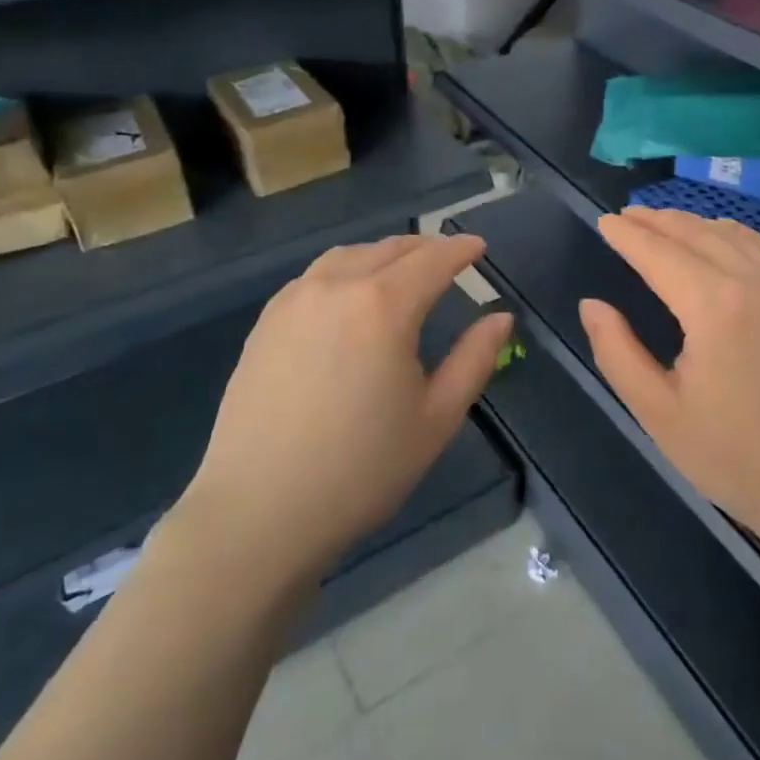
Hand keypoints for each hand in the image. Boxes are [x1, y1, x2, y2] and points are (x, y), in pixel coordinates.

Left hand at [180, 234, 512, 581]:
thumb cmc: (361, 470)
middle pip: (389, 250)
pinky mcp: (266, 322)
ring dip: (383, 255)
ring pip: (348, 256)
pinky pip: (315, 276)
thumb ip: (474, 359)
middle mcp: (336, 287)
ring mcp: (294, 301)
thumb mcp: (436, 418)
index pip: (432, 260)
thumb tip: (500, 318)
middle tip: (448, 257)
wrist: (258, 512)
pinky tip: (350, 295)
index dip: (460, 250)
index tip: (479, 247)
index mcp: (383, 307)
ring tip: (401, 270)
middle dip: (424, 248)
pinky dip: (345, 270)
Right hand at [578, 208, 759, 562]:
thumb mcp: (660, 413)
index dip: (627, 235)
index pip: (659, 253)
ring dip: (693, 222)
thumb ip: (618, 352)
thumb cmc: (737, 458)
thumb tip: (592, 305)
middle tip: (627, 215)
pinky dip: (733, 233)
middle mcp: (754, 280)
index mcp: (713, 305)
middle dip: (657, 221)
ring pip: (733, 234)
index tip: (604, 221)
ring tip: (665, 222)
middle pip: (696, 233)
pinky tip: (722, 239)